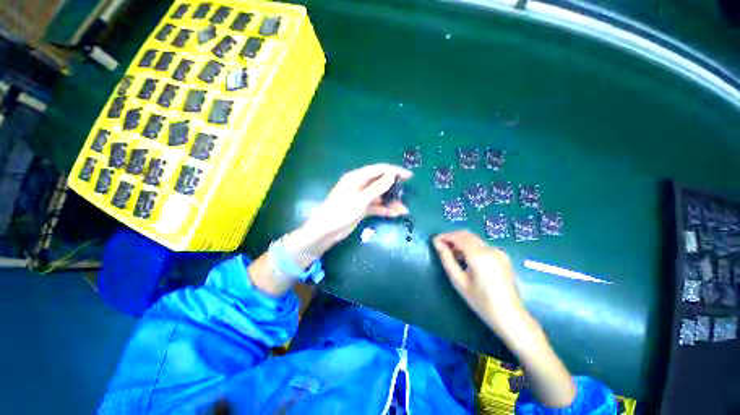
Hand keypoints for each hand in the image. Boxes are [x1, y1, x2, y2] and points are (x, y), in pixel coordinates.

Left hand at [287, 164, 411, 257]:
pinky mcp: (361, 208)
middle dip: (394, 188)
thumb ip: (377, 188)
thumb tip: (392, 175)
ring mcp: (361, 197)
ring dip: (391, 202)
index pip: (379, 170)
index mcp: (357, 177)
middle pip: (380, 182)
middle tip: (407, 194)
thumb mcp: (360, 200)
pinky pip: (376, 206)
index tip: (409, 176)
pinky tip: (394, 214)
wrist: (326, 231)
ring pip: (380, 196)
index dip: (394, 171)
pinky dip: (384, 209)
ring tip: (403, 210)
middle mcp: (360, 185)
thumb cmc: (341, 212)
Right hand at [433, 230, 526, 339]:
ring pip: (474, 239)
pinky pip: (482, 245)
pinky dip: (470, 246)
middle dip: (452, 237)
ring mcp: (499, 252)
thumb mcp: (459, 281)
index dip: (445, 236)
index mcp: (479, 256)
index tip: (434, 240)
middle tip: (440, 246)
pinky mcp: (502, 257)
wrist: (510, 316)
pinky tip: (465, 258)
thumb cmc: (481, 301)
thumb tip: (437, 243)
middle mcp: (490, 249)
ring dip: (461, 241)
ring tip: (451, 253)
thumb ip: (447, 259)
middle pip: (467, 235)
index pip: (459, 237)